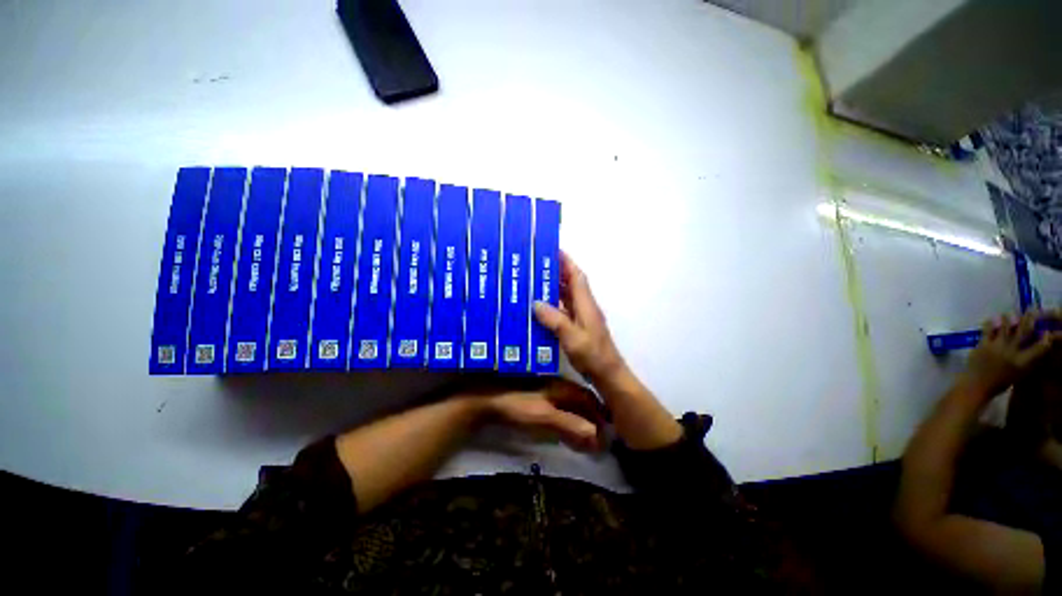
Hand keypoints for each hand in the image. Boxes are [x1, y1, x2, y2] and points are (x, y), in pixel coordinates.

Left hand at [485, 380, 605, 451]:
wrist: (486, 399)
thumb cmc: (516, 405)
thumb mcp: (544, 416)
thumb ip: (570, 424)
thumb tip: (597, 436)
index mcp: (561, 387)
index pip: (588, 398)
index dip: (600, 414)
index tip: (609, 430)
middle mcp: (556, 386)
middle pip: (580, 401)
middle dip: (591, 419)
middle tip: (600, 438)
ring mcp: (545, 391)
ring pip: (569, 405)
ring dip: (580, 420)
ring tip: (586, 437)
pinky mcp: (535, 399)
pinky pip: (558, 408)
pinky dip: (566, 420)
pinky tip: (565, 430)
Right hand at [533, 252, 626, 384]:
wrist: (607, 374)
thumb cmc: (593, 355)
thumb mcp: (572, 338)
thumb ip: (555, 320)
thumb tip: (536, 303)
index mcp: (586, 304)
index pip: (576, 276)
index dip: (566, 262)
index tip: (552, 250)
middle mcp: (584, 307)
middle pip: (571, 283)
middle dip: (556, 272)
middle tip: (535, 266)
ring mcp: (582, 317)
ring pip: (567, 296)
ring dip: (553, 288)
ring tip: (533, 283)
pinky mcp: (578, 327)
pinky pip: (564, 310)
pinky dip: (553, 305)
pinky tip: (539, 308)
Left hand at [960, 310, 1060, 397]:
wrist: (977, 385)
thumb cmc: (1000, 382)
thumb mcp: (1019, 374)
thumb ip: (1028, 362)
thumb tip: (1036, 348)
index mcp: (1022, 362)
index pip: (1039, 348)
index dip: (1045, 338)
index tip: (1047, 331)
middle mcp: (1011, 352)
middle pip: (1022, 332)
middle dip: (1028, 319)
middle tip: (1031, 311)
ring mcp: (996, 347)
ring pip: (1005, 327)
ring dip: (1008, 318)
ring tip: (1009, 313)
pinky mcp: (982, 345)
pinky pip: (987, 330)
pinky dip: (990, 323)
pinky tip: (991, 318)